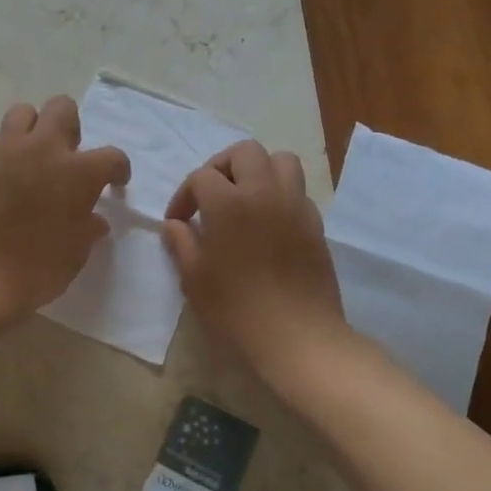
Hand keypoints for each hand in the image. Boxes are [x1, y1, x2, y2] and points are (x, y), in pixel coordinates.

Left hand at [0, 96, 131, 315]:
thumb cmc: (36, 269)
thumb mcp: (76, 253)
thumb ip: (87, 228)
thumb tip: (93, 218)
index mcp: (79, 172)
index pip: (112, 157)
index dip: (118, 170)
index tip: (115, 182)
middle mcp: (44, 148)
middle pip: (62, 108)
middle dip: (70, 127)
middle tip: (66, 155)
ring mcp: (6, 149)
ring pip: (23, 112)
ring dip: (32, 129)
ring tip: (31, 155)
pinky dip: (2, 151)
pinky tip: (1, 173)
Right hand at [163, 140, 346, 371]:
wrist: (298, 337)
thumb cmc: (237, 309)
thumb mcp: (194, 279)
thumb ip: (181, 243)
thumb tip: (174, 224)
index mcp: (228, 203)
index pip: (202, 176)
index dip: (184, 195)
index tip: (178, 221)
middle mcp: (264, 192)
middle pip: (244, 153)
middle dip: (221, 167)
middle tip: (210, 196)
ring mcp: (295, 205)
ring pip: (280, 160)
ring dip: (258, 170)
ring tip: (244, 198)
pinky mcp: (316, 223)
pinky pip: (297, 190)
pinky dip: (279, 193)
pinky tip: (267, 222)